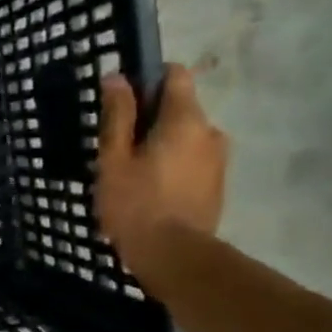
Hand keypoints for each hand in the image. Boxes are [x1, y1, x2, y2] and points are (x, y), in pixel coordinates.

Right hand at [95, 64, 227, 277]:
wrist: (174, 257)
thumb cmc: (136, 204)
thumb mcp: (114, 159)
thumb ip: (117, 116)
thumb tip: (117, 77)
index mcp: (185, 119)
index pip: (175, 75)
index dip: (148, 80)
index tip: (123, 102)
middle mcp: (210, 131)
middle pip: (179, 109)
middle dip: (150, 119)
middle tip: (118, 147)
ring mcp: (218, 160)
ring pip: (185, 138)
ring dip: (161, 146)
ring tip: (132, 173)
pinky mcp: (216, 185)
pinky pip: (191, 161)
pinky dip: (172, 166)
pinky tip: (150, 191)